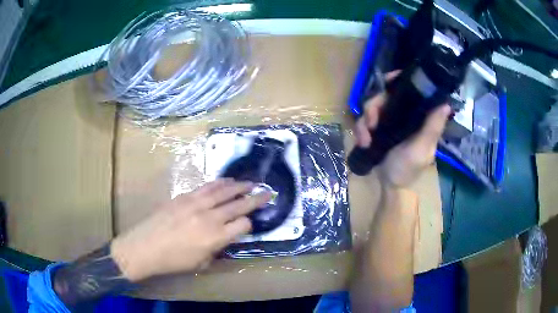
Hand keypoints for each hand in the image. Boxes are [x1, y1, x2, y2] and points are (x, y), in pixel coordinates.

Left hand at [111, 179, 270, 281]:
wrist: (144, 247)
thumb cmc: (173, 261)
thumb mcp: (201, 262)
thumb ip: (217, 248)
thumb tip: (225, 237)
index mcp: (214, 238)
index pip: (242, 225)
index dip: (249, 224)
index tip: (249, 224)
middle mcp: (209, 218)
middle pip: (238, 205)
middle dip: (255, 198)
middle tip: (267, 191)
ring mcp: (195, 204)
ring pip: (223, 191)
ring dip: (239, 186)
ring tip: (250, 182)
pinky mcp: (183, 197)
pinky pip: (206, 187)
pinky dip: (219, 183)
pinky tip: (226, 181)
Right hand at [354, 72, 450, 187]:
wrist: (389, 186)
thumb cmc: (408, 170)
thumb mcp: (421, 149)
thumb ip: (431, 128)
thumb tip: (445, 103)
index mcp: (419, 117)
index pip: (411, 91)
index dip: (400, 80)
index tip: (388, 81)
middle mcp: (404, 115)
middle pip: (386, 95)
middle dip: (375, 106)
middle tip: (371, 122)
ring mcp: (389, 121)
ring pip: (372, 107)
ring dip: (365, 121)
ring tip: (365, 139)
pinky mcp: (377, 129)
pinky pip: (365, 120)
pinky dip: (361, 130)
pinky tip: (362, 142)